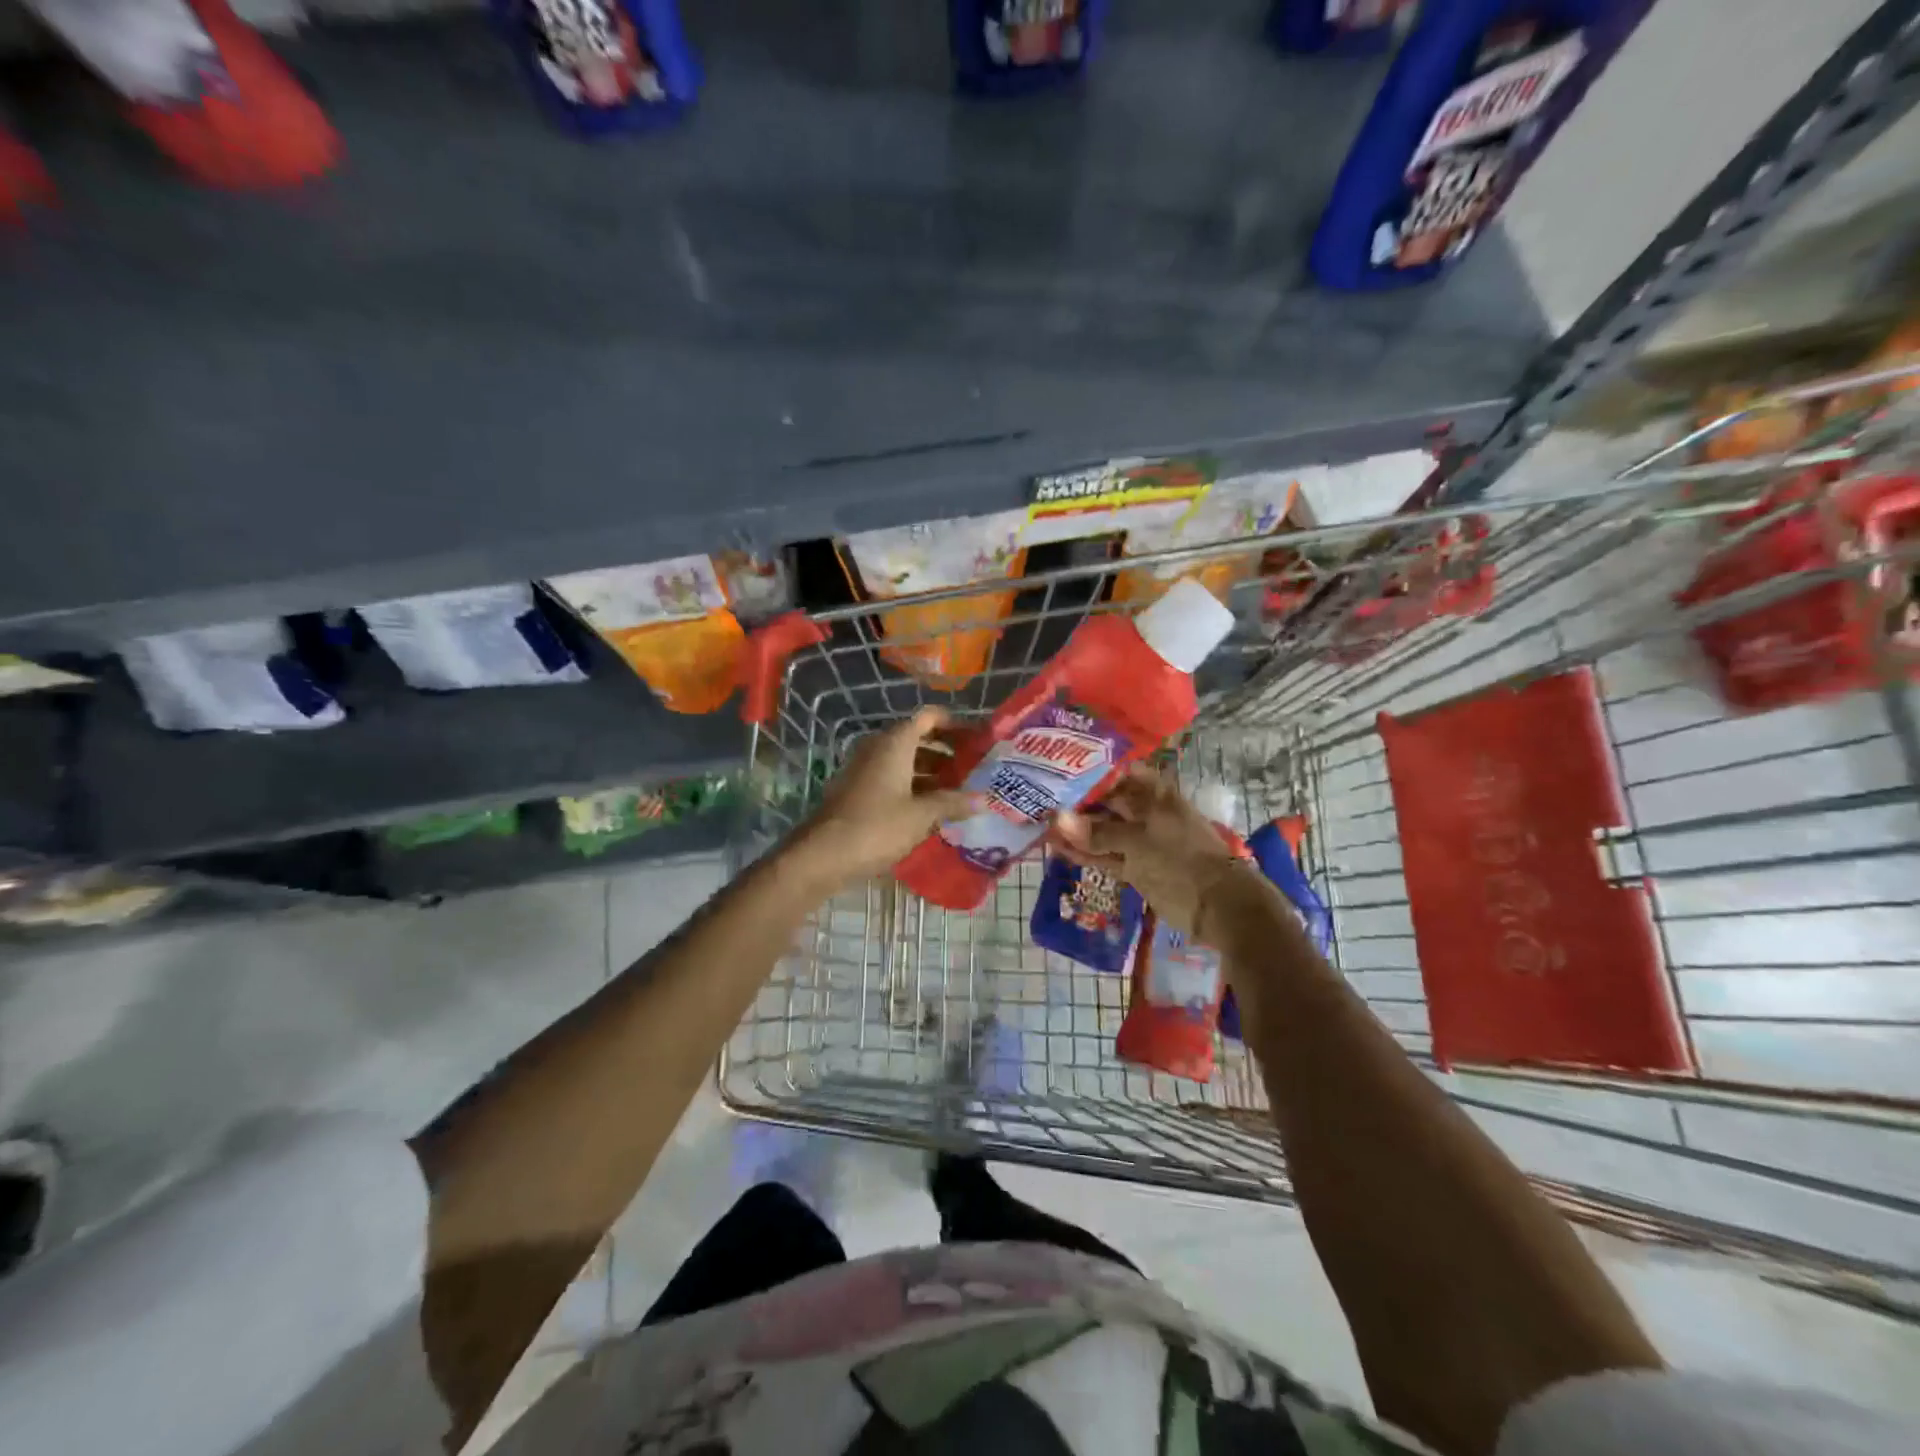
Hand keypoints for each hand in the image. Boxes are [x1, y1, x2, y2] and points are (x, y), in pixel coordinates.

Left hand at [793, 708, 980, 890]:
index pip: (929, 717)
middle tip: (974, 768)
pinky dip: (914, 786)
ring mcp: (865, 769)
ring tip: (960, 791)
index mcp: (895, 743)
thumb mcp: (921, 815)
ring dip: (932, 771)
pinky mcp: (858, 790)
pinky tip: (932, 808)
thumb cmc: (877, 827)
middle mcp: (879, 748)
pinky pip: (893, 778)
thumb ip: (952, 803)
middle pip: (918, 738)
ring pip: (905, 760)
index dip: (955, 723)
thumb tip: (983, 799)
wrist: (823, 855)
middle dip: (947, 751)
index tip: (978, 738)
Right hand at [1052, 766, 1242, 936]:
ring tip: (1040, 823)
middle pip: (1105, 801)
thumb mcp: (1137, 840)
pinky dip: (1084, 853)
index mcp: (1153, 792)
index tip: (1054, 766)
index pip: (1114, 771)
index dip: (1086, 769)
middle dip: (1075, 801)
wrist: (1216, 905)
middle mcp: (1145, 811)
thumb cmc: (1181, 857)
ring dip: (1076, 830)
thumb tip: (1056, 820)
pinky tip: (1056, 847)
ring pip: (1102, 830)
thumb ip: (1096, 831)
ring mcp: (1140, 840)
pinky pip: (1105, 855)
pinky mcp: (1135, 865)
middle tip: (1038, 796)